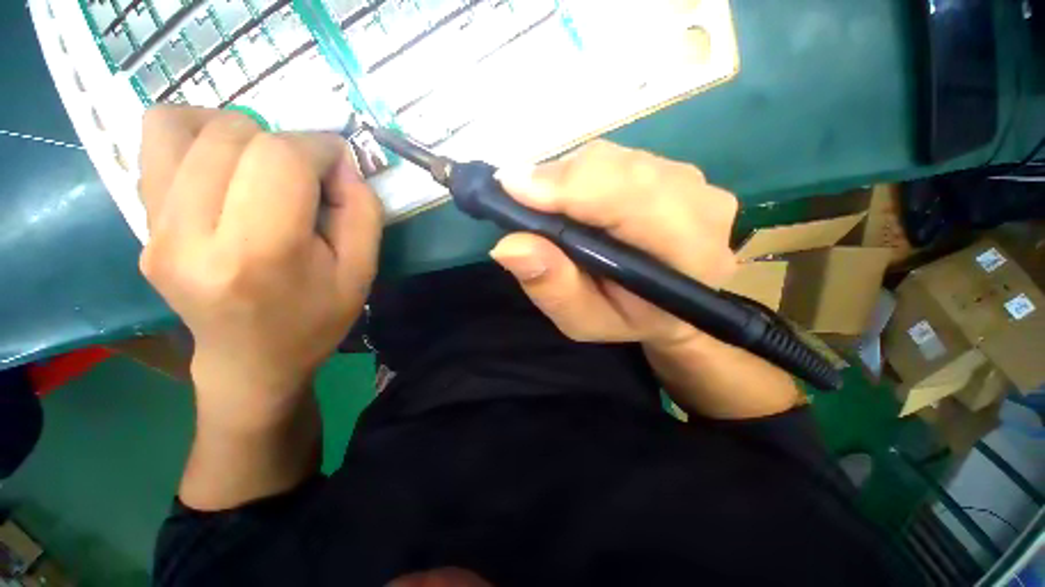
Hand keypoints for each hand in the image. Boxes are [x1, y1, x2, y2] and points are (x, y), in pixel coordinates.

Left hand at [138, 106, 383, 428]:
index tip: (338, 163)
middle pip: (232, 136)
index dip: (318, 146)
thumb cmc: (315, 320)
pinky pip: (154, 144)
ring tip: (260, 163)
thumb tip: (340, 160)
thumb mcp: (361, 271)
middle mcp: (191, 236)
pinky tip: (224, 166)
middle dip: (283, 141)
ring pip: (180, 126)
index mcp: (260, 254)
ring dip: (235, 131)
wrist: (250, 361)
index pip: (280, 159)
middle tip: (304, 175)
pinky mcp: (141, 226)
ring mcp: (155, 230)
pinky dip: (195, 136)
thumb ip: (362, 210)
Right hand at [490, 140, 737, 351]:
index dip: (568, 187)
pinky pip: (618, 158)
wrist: (669, 307)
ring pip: (614, 158)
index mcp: (687, 253)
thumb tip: (509, 245)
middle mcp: (700, 205)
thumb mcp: (583, 320)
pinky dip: (583, 175)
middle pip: (617, 168)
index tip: (511, 186)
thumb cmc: (626, 319)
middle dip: (559, 181)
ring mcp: (692, 182)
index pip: (629, 198)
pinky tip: (574, 201)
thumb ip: (553, 287)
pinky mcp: (676, 170)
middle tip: (520, 199)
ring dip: (569, 179)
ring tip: (548, 207)